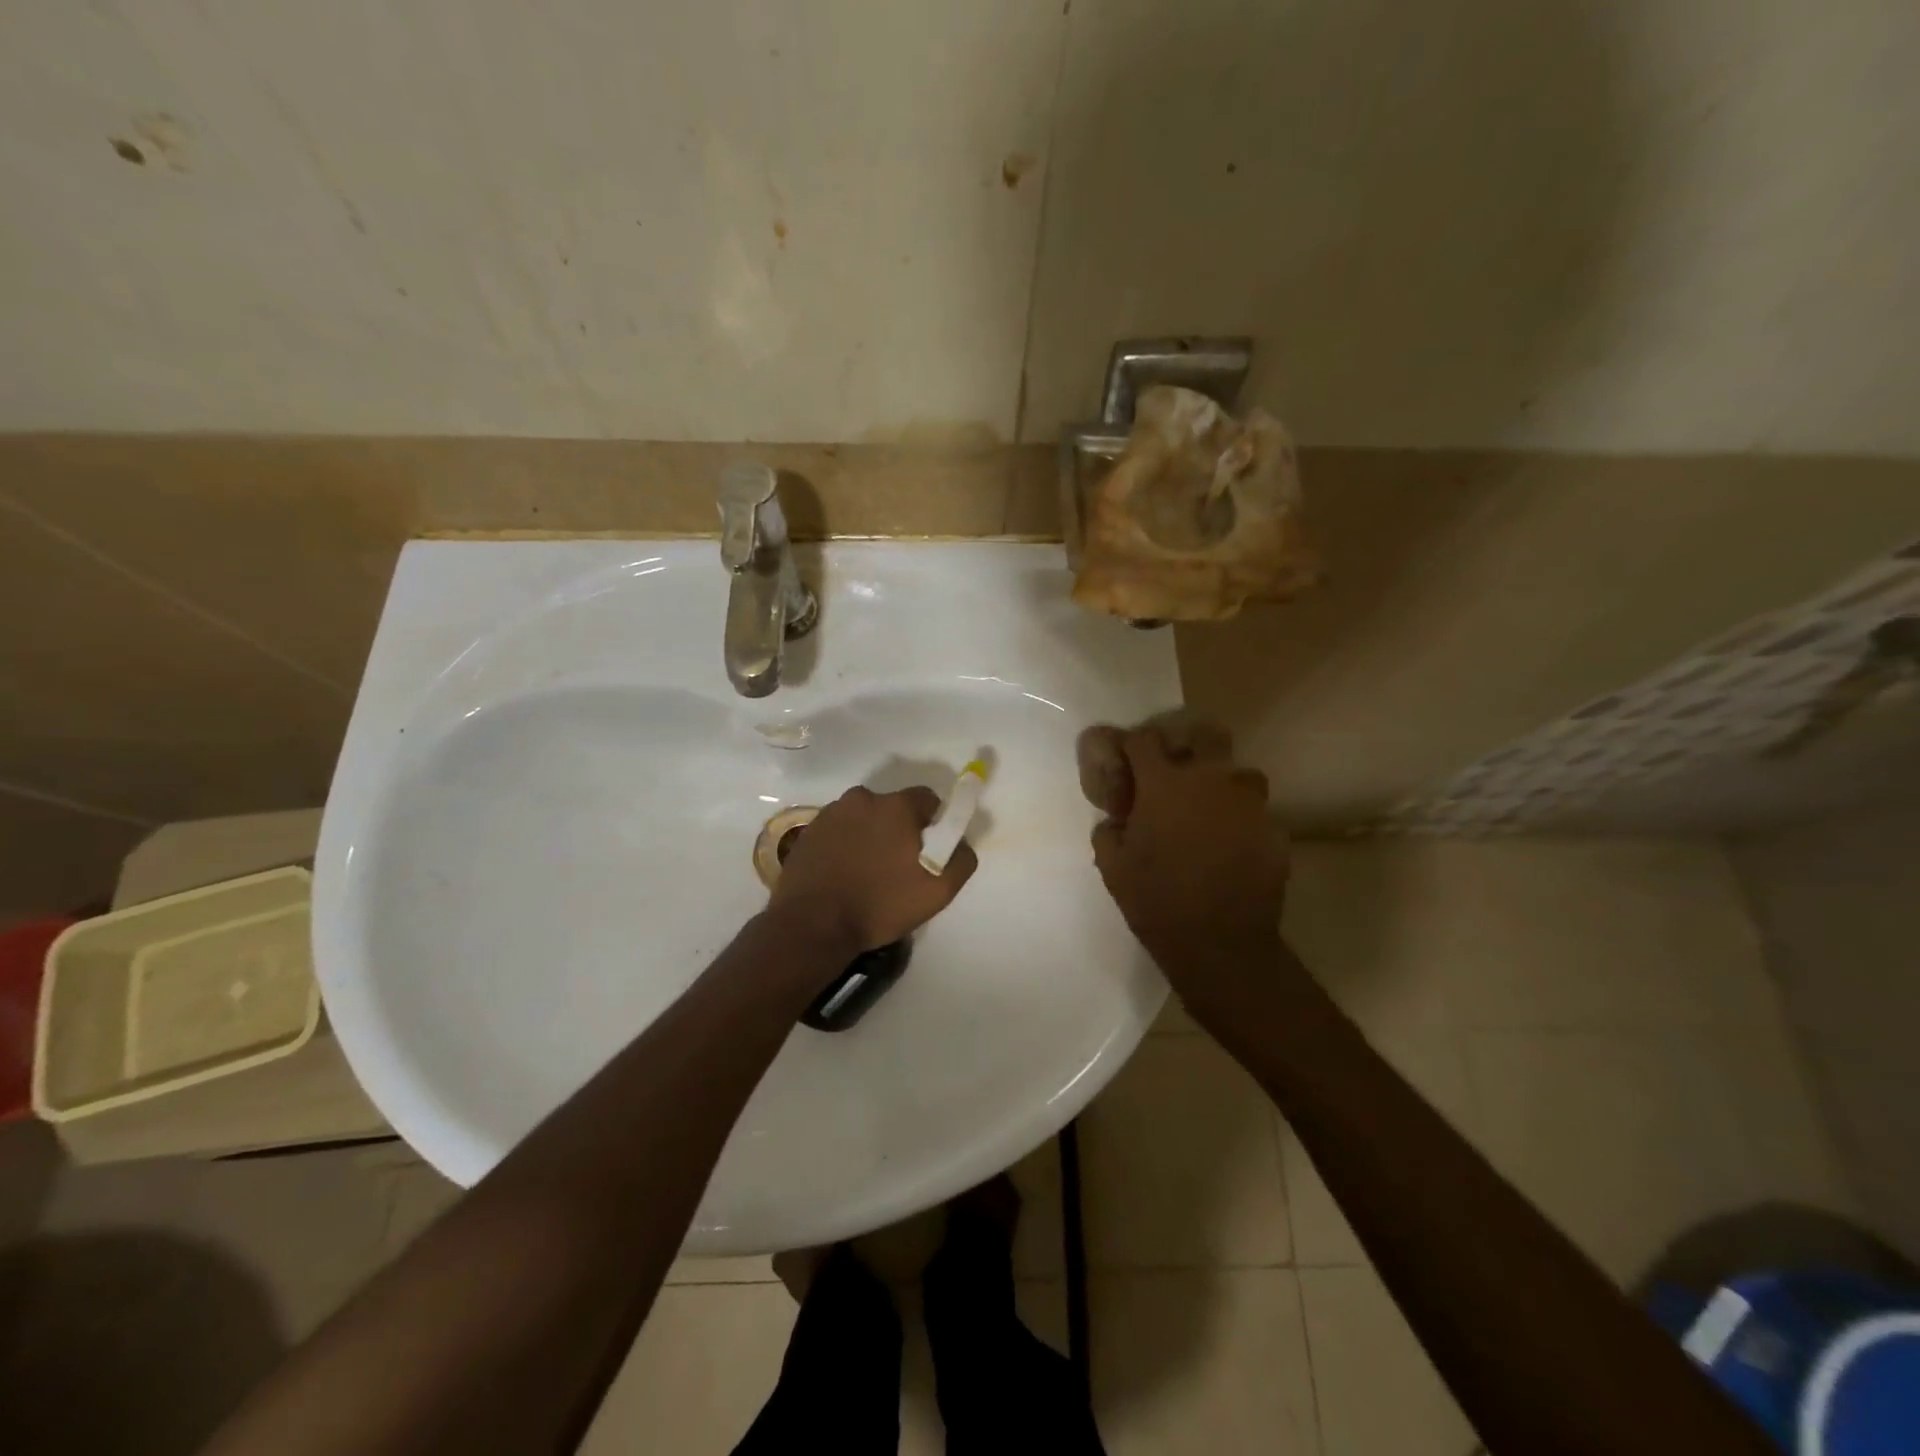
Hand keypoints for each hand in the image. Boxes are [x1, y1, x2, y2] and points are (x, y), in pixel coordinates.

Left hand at [770, 785, 977, 955]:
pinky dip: (845, 847)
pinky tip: (844, 876)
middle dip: (900, 830)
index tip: (930, 851)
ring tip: (869, 874)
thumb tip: (960, 843)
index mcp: (895, 806)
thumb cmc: (880, 904)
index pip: (927, 800)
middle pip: (892, 808)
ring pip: (863, 819)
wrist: (812, 925)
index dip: (934, 824)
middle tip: (900, 866)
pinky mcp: (808, 832)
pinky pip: (838, 832)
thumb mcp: (938, 891)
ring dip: (870, 837)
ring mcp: (830, 814)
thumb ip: (961, 859)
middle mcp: (862, 799)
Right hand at [1090, 725, 1289, 1002]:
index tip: (1127, 763)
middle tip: (1177, 772)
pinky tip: (1231, 848)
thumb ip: (1109, 832)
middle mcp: (1210, 782)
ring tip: (1210, 812)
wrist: (1220, 944)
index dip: (1132, 747)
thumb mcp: (1112, 867)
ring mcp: (1248, 805)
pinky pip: (1256, 814)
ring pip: (1241, 773)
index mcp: (1165, 785)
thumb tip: (1116, 821)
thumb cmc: (1156, 901)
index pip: (1144, 740)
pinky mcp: (1274, 832)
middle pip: (1206, 735)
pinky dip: (1242, 823)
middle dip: (1190, 745)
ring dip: (1223, 785)